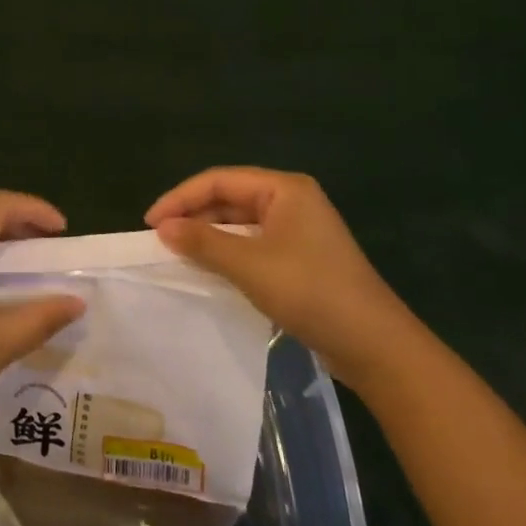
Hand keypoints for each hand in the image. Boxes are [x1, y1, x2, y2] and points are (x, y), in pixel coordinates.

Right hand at [146, 167, 415, 388]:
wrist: (374, 345)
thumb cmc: (310, 291)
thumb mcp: (249, 265)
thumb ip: (203, 242)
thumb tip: (162, 228)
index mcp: (284, 188)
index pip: (218, 180)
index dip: (180, 198)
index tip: (150, 223)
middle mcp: (292, 200)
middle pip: (229, 197)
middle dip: (193, 215)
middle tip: (160, 239)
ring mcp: (299, 230)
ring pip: (240, 222)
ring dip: (209, 234)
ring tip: (177, 252)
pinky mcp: (301, 257)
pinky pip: (253, 243)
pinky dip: (228, 251)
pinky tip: (209, 267)